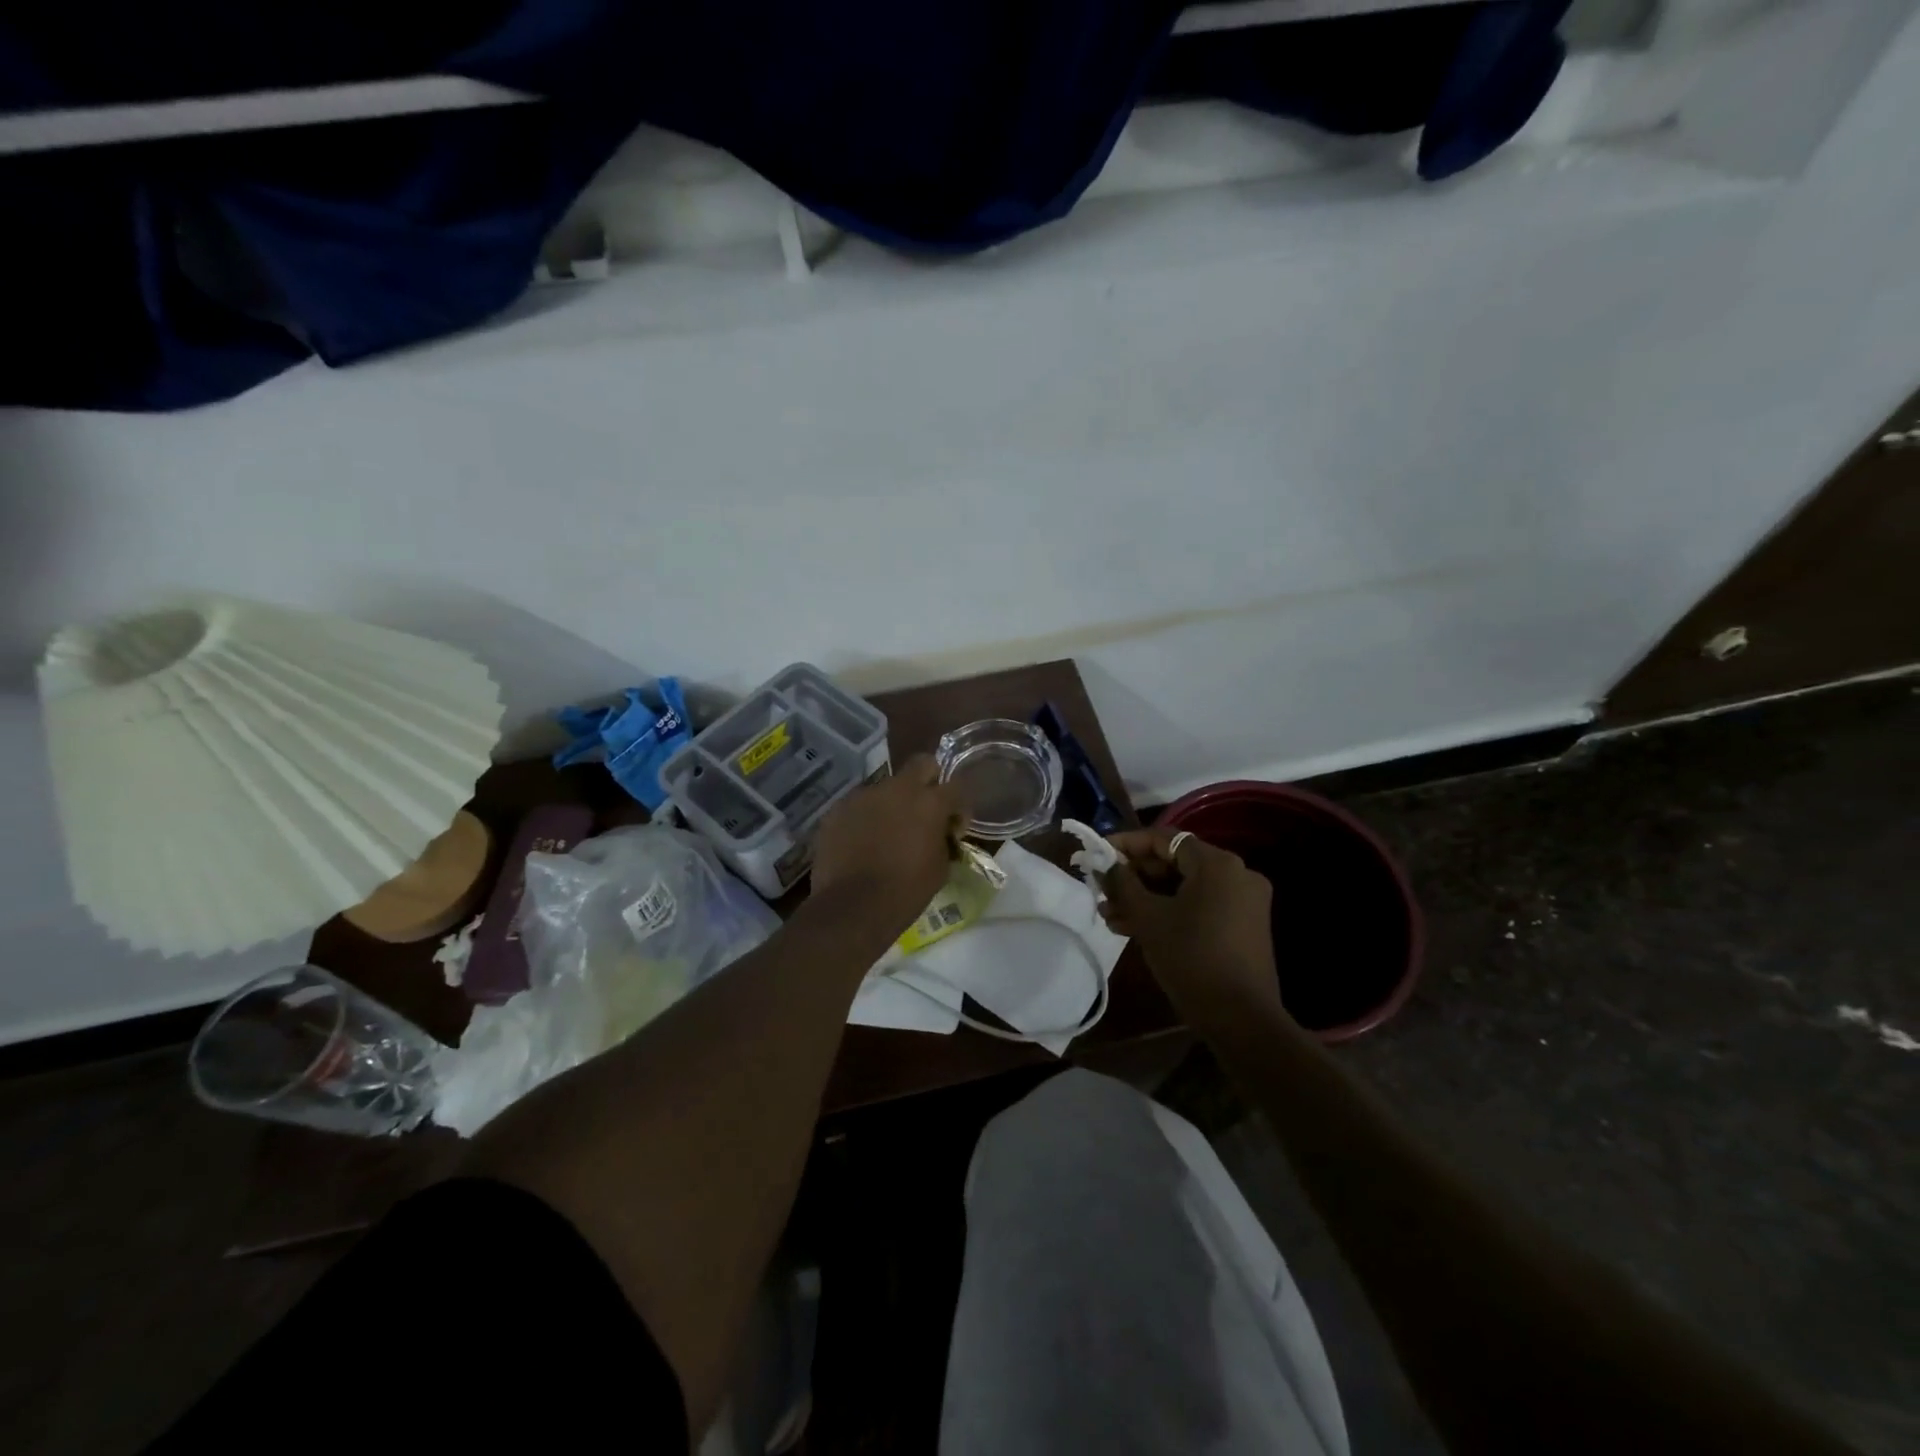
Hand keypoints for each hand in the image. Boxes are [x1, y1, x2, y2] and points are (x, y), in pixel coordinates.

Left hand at [811, 755, 963, 928]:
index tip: (953, 828)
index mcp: (930, 803)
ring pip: (886, 788)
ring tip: (887, 833)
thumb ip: (943, 840)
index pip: (957, 786)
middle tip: (924, 811)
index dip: (958, 806)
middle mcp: (898, 789)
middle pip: (921, 765)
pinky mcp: (839, 808)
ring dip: (892, 804)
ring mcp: (865, 795)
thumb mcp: (940, 869)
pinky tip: (862, 843)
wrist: (852, 906)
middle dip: (928, 781)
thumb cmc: (905, 891)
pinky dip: (866, 818)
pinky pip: (860, 805)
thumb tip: (941, 834)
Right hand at [1101, 828, 1283, 1029]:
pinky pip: (1198, 906)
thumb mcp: (1148, 918)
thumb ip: (1123, 884)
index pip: (1163, 839)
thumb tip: (1106, 864)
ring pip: (1183, 888)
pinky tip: (1133, 928)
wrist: (1242, 1020)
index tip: (1097, 854)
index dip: (1126, 844)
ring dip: (1146, 898)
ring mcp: (1242, 902)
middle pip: (1174, 863)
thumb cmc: (1191, 958)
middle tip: (1101, 891)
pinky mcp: (1242, 927)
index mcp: (1217, 864)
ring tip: (1109, 916)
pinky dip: (1169, 912)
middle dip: (1133, 877)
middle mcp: (1236, 874)